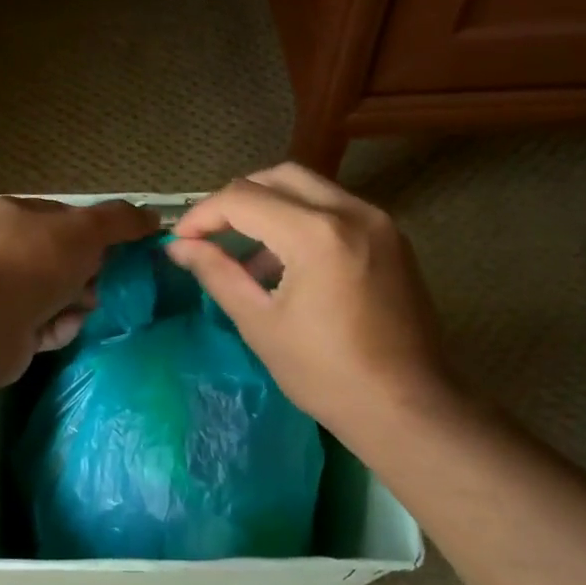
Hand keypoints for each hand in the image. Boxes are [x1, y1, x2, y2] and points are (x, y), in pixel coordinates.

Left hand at [0, 196, 157, 383]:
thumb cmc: (32, 263)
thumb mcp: (85, 230)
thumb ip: (121, 221)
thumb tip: (153, 217)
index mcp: (15, 215)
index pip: (67, 218)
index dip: (98, 233)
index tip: (122, 250)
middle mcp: (4, 249)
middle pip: (65, 259)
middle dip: (90, 274)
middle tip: (101, 284)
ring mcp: (3, 291)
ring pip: (60, 294)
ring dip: (78, 304)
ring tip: (81, 310)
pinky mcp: (6, 328)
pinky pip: (47, 324)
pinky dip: (60, 327)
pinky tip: (60, 329)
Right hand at [166, 164, 457, 443]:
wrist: (406, 407)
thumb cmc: (325, 374)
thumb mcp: (260, 324)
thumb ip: (218, 274)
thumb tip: (179, 248)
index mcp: (316, 233)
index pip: (243, 198)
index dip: (202, 215)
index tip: (180, 241)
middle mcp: (352, 212)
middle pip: (279, 177)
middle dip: (237, 201)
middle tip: (211, 236)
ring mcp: (379, 222)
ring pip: (311, 189)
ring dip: (271, 209)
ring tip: (248, 261)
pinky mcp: (393, 239)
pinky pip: (337, 211)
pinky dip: (303, 222)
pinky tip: (288, 266)